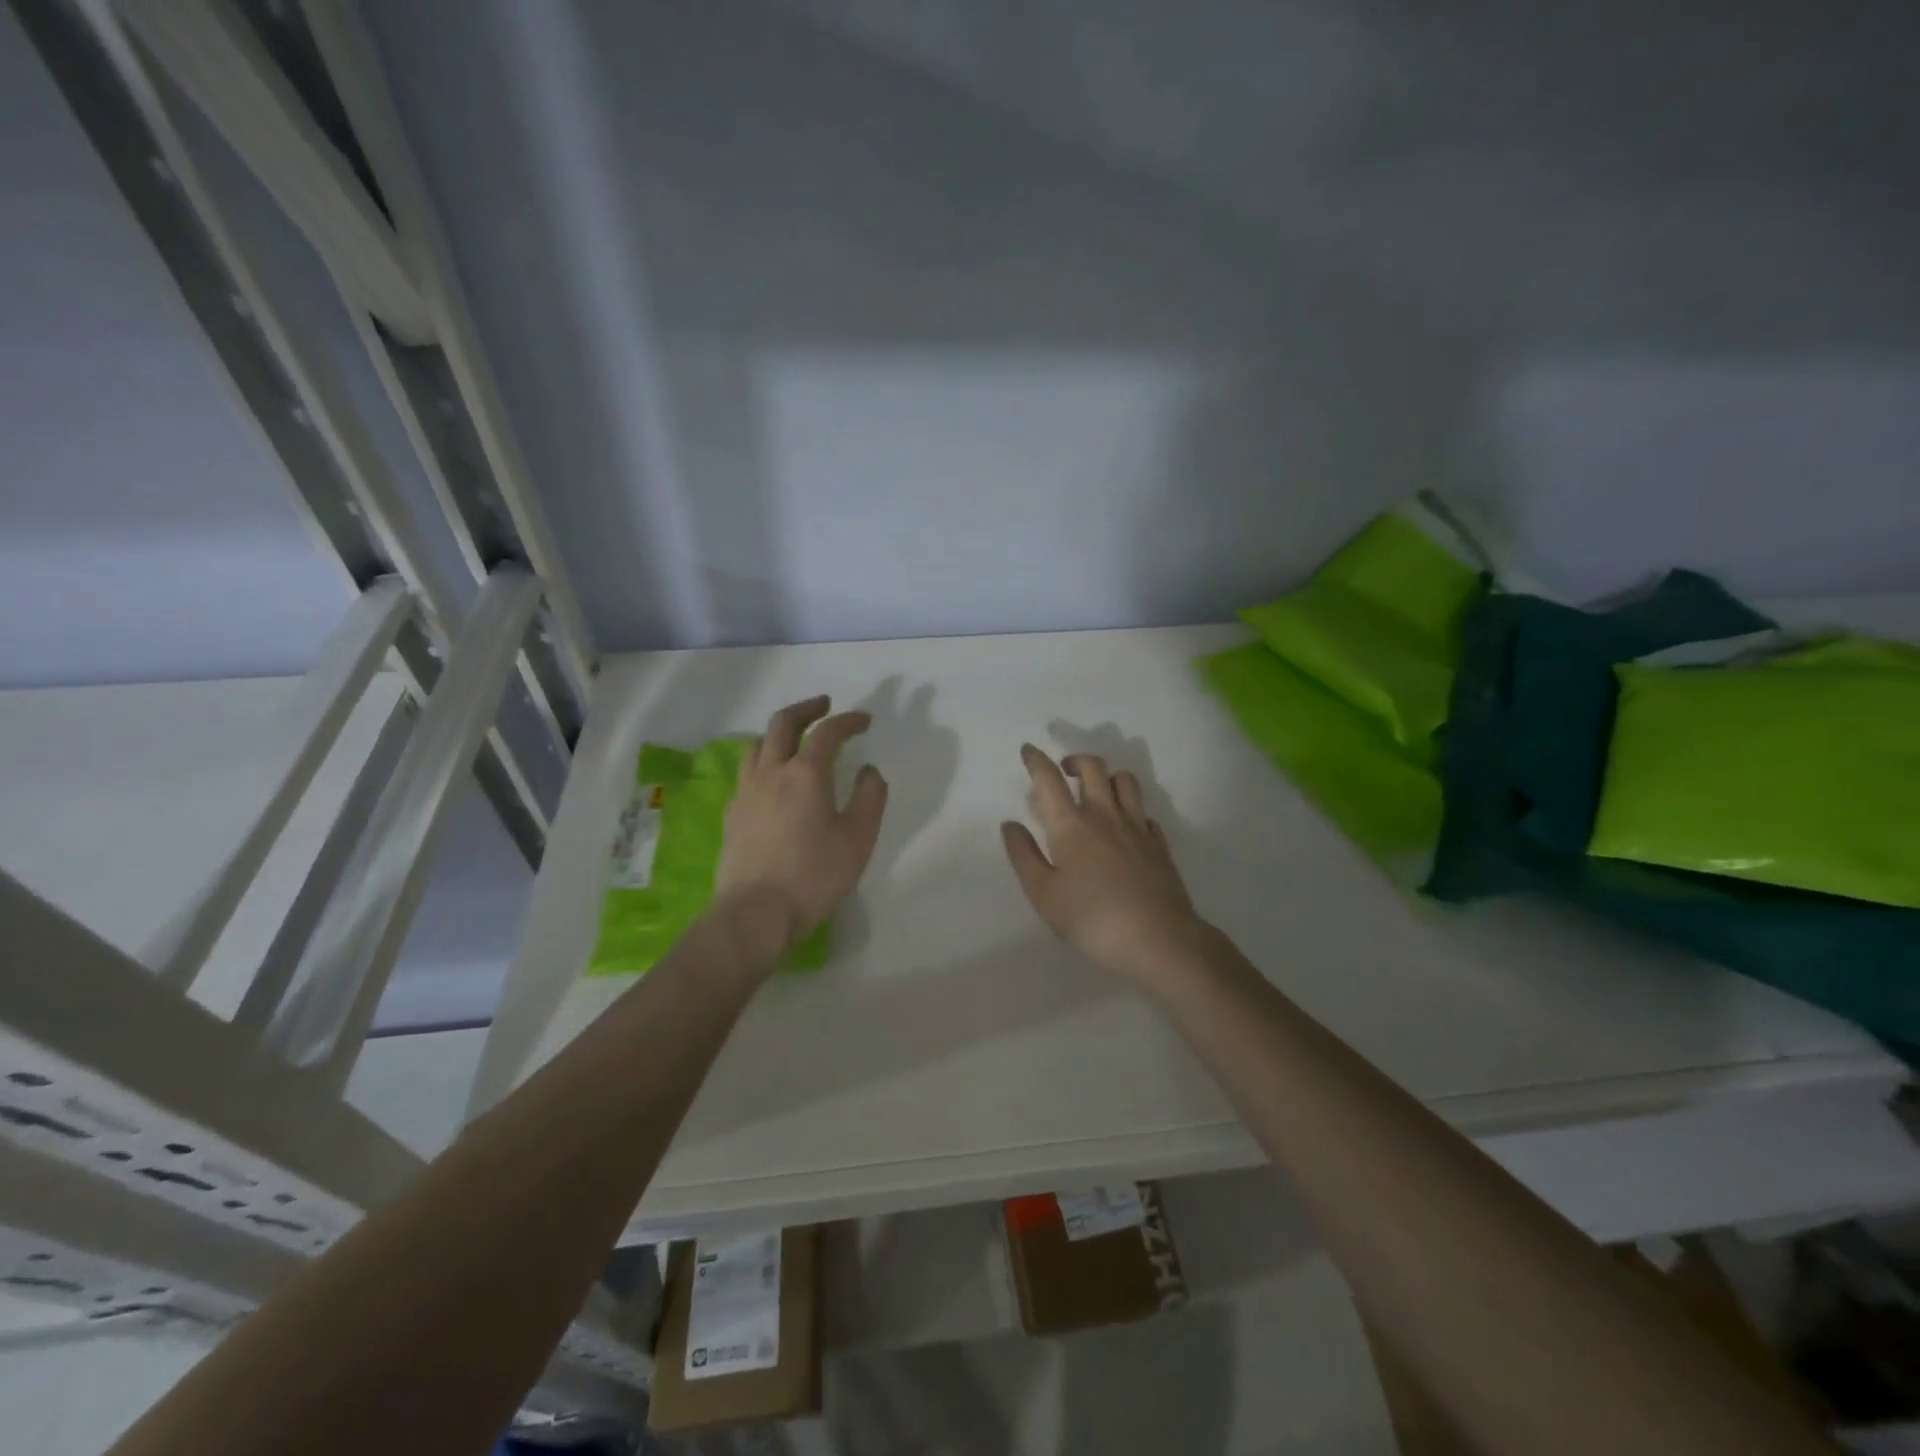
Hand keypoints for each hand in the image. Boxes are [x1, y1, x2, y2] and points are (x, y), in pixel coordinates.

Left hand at [712, 695, 887, 964]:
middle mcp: (771, 773)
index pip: (827, 732)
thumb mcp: (858, 839)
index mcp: (805, 774)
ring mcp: (746, 793)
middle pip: (783, 723)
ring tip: (795, 739)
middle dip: (806, 708)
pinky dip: (763, 762)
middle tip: (824, 705)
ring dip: (779, 733)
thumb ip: (869, 798)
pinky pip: (747, 773)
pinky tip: (771, 781)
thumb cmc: (813, 876)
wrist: (754, 914)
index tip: (864, 721)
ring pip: (757, 745)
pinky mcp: (732, 815)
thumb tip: (869, 771)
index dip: (848, 720)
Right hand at [1002, 744, 1209, 988]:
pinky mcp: (1159, 844)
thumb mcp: (1044, 894)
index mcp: (1071, 825)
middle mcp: (1105, 815)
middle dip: (1074, 760)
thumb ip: (1024, 856)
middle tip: (1064, 770)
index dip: (1036, 760)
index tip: (1028, 750)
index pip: (1049, 780)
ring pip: (1125, 781)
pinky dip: (1131, 809)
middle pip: (1092, 768)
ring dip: (1107, 776)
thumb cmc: (1092, 919)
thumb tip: (1010, 825)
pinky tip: (1125, 826)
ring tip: (1097, 790)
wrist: (1158, 939)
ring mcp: (1137, 827)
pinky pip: (1144, 812)